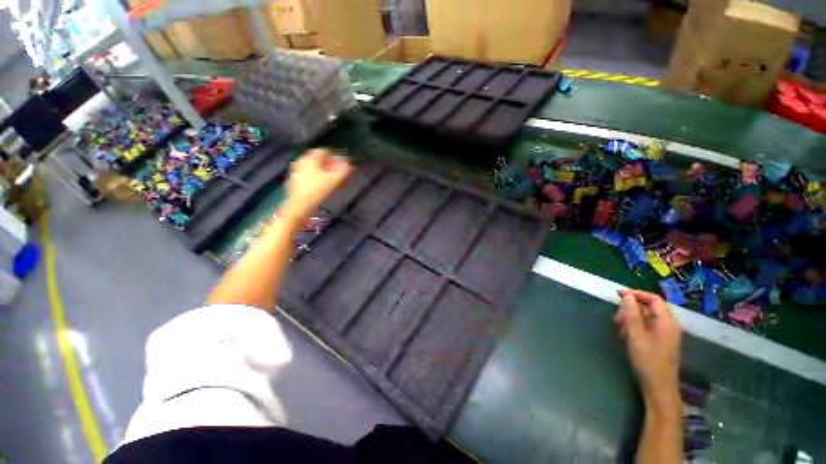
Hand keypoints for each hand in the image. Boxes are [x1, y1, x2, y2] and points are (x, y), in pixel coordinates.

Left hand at [283, 149, 352, 220]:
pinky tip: (327, 187)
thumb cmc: (317, 190)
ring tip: (337, 182)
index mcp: (310, 158)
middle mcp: (302, 162)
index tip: (344, 166)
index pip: (325, 151)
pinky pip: (312, 176)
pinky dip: (321, 179)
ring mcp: (298, 172)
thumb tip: (351, 166)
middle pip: (321, 161)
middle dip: (333, 167)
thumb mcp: (334, 180)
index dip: (337, 157)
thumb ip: (345, 171)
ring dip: (328, 174)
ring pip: (317, 169)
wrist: (299, 206)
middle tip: (342, 174)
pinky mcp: (297, 182)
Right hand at [615, 289, 680, 408]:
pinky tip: (625, 334)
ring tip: (618, 327)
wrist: (659, 387)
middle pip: (649, 307)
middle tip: (616, 317)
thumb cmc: (648, 361)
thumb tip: (628, 296)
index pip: (653, 299)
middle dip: (631, 308)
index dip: (636, 294)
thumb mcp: (636, 336)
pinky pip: (646, 326)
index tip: (618, 295)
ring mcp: (665, 334)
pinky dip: (634, 326)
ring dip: (631, 318)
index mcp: (666, 322)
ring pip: (646, 317)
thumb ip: (632, 315)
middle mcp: (668, 325)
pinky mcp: (660, 341)